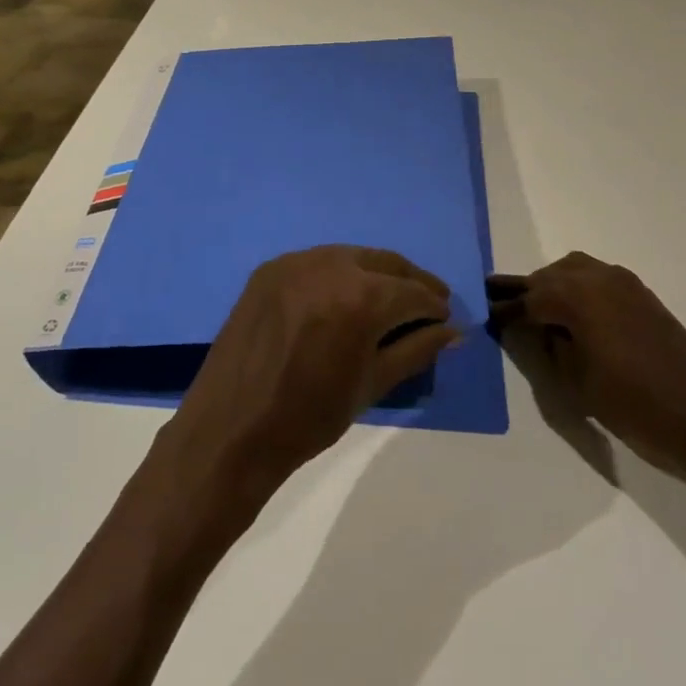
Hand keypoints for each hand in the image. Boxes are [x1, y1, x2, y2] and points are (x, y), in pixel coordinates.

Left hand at [154, 246, 458, 514]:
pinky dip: (340, 274)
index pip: (412, 292)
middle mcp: (329, 265)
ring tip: (391, 298)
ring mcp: (294, 262)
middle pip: (385, 263)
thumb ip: (416, 350)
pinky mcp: (269, 268)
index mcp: (360, 297)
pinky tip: (347, 296)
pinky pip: (317, 262)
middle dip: (411, 281)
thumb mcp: (372, 385)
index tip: (446, 320)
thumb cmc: (309, 417)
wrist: (232, 428)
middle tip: (430, 303)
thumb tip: (453, 332)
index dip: (434, 306)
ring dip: (377, 273)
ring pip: (351, 256)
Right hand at [504, 252, 685, 493]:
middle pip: (548, 278)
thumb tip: (535, 330)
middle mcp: (598, 278)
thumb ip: (550, 349)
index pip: (527, 299)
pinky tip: (575, 318)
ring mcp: (625, 285)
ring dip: (553, 288)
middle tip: (504, 312)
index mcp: (576, 296)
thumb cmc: (640, 409)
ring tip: (538, 315)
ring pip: (573, 273)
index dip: (505, 312)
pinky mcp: (645, 299)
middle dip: (526, 294)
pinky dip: (578, 292)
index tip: (484, 318)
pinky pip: (597, 282)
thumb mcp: (578, 386)